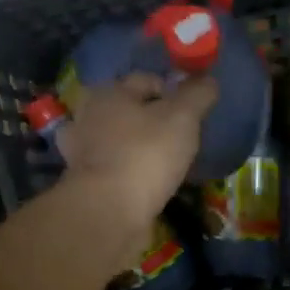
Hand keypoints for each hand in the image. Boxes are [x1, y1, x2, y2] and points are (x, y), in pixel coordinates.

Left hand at [55, 72, 217, 225]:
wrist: (109, 210)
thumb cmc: (146, 154)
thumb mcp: (182, 118)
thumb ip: (197, 95)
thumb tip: (208, 79)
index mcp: (110, 92)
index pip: (147, 80)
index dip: (173, 90)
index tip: (192, 111)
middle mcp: (88, 115)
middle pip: (127, 109)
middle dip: (149, 117)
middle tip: (177, 135)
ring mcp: (80, 150)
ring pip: (115, 138)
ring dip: (133, 144)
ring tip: (160, 159)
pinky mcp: (83, 182)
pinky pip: (111, 167)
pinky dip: (125, 170)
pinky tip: (143, 181)